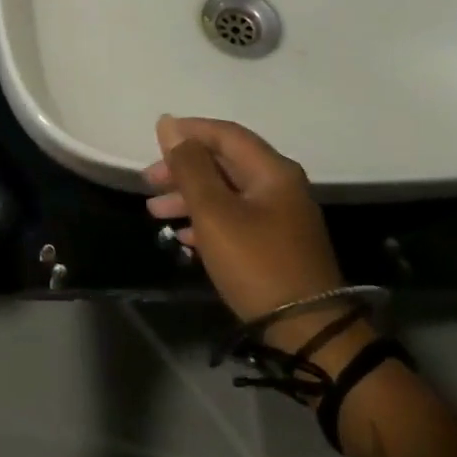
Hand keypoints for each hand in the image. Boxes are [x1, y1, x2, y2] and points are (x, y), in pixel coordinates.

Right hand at [145, 115, 368, 366]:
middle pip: (225, 163)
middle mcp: (280, 186)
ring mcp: (280, 217)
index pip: (226, 134)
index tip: (154, 139)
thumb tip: (169, 125)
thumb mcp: (214, 212)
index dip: (189, 131)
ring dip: (189, 197)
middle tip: (149, 183)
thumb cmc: (256, 263)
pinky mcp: (276, 245)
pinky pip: (235, 219)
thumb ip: (189, 167)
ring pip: (226, 193)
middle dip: (183, 169)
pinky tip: (183, 236)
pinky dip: (206, 221)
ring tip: (155, 213)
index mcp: (272, 171)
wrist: (307, 331)